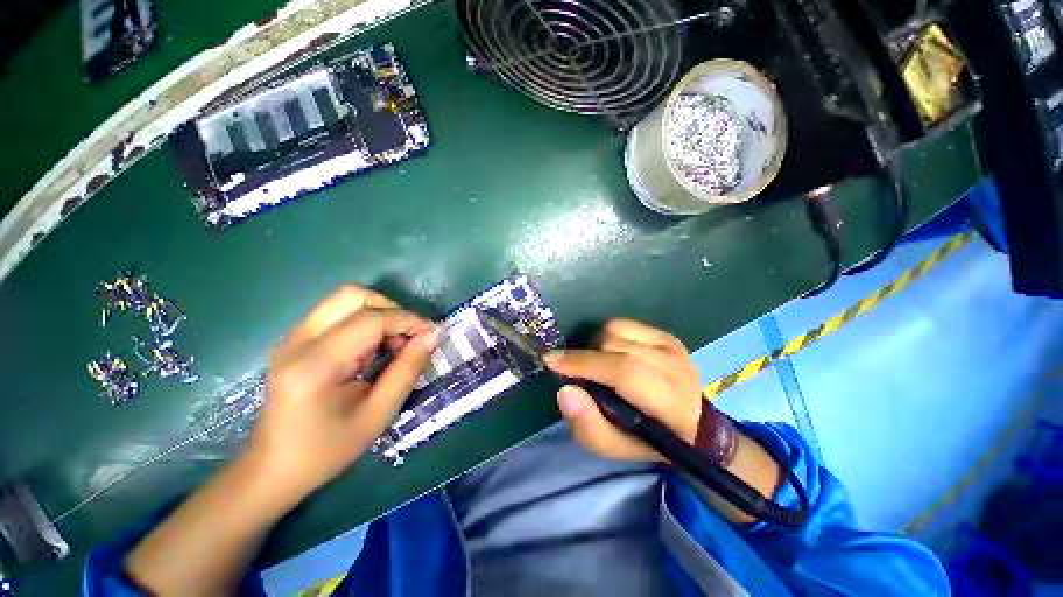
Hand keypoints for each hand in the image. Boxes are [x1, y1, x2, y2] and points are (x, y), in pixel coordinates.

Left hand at [248, 286, 438, 500]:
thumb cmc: (328, 449)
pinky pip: (337, 312)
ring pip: (345, 299)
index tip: (431, 335)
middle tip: (408, 338)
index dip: (408, 321)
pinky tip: (371, 349)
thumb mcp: (378, 414)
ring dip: (379, 314)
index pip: (370, 320)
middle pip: (353, 296)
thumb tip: (433, 336)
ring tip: (391, 344)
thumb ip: (408, 370)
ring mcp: (292, 337)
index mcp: (315, 365)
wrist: (273, 468)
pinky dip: (364, 321)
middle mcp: (297, 341)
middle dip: (391, 310)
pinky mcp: (294, 339)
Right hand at [545, 319, 702, 462]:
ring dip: (596, 346)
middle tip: (577, 373)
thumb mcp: (614, 448)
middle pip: (616, 346)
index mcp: (669, 403)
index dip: (584, 363)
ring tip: (596, 365)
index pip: (624, 372)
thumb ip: (588, 426)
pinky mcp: (666, 335)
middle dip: (586, 357)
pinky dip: (608, 336)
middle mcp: (676, 368)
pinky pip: (623, 323)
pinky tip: (610, 353)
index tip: (552, 361)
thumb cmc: (646, 439)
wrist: (690, 424)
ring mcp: (672, 347)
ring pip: (617, 330)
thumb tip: (565, 390)